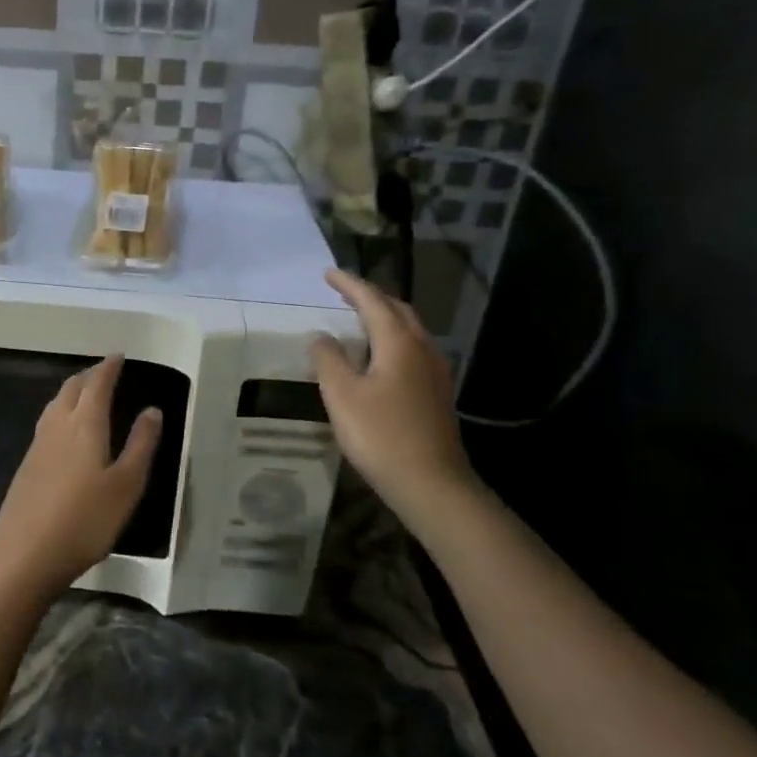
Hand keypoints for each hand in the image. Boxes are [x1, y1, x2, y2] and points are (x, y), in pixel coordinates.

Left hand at [0, 356, 161, 595]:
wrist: (25, 554)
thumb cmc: (85, 520)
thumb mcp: (126, 485)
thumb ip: (140, 445)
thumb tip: (152, 410)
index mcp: (85, 425)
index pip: (97, 384)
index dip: (108, 368)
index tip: (118, 355)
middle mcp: (58, 426)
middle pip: (72, 389)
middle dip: (89, 376)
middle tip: (104, 371)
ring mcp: (37, 445)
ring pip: (55, 404)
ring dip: (71, 392)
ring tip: (85, 393)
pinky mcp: (26, 466)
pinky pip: (46, 423)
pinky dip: (60, 412)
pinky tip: (64, 430)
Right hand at [310, 268, 476, 524]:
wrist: (431, 484)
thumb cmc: (381, 435)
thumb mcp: (342, 395)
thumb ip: (328, 359)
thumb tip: (321, 335)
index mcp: (399, 342)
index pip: (372, 301)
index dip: (349, 284)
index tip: (328, 272)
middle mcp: (422, 349)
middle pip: (397, 310)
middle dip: (370, 296)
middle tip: (344, 293)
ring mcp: (434, 372)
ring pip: (409, 330)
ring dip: (383, 317)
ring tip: (358, 319)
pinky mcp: (436, 393)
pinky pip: (412, 350)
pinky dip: (392, 340)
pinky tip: (378, 357)